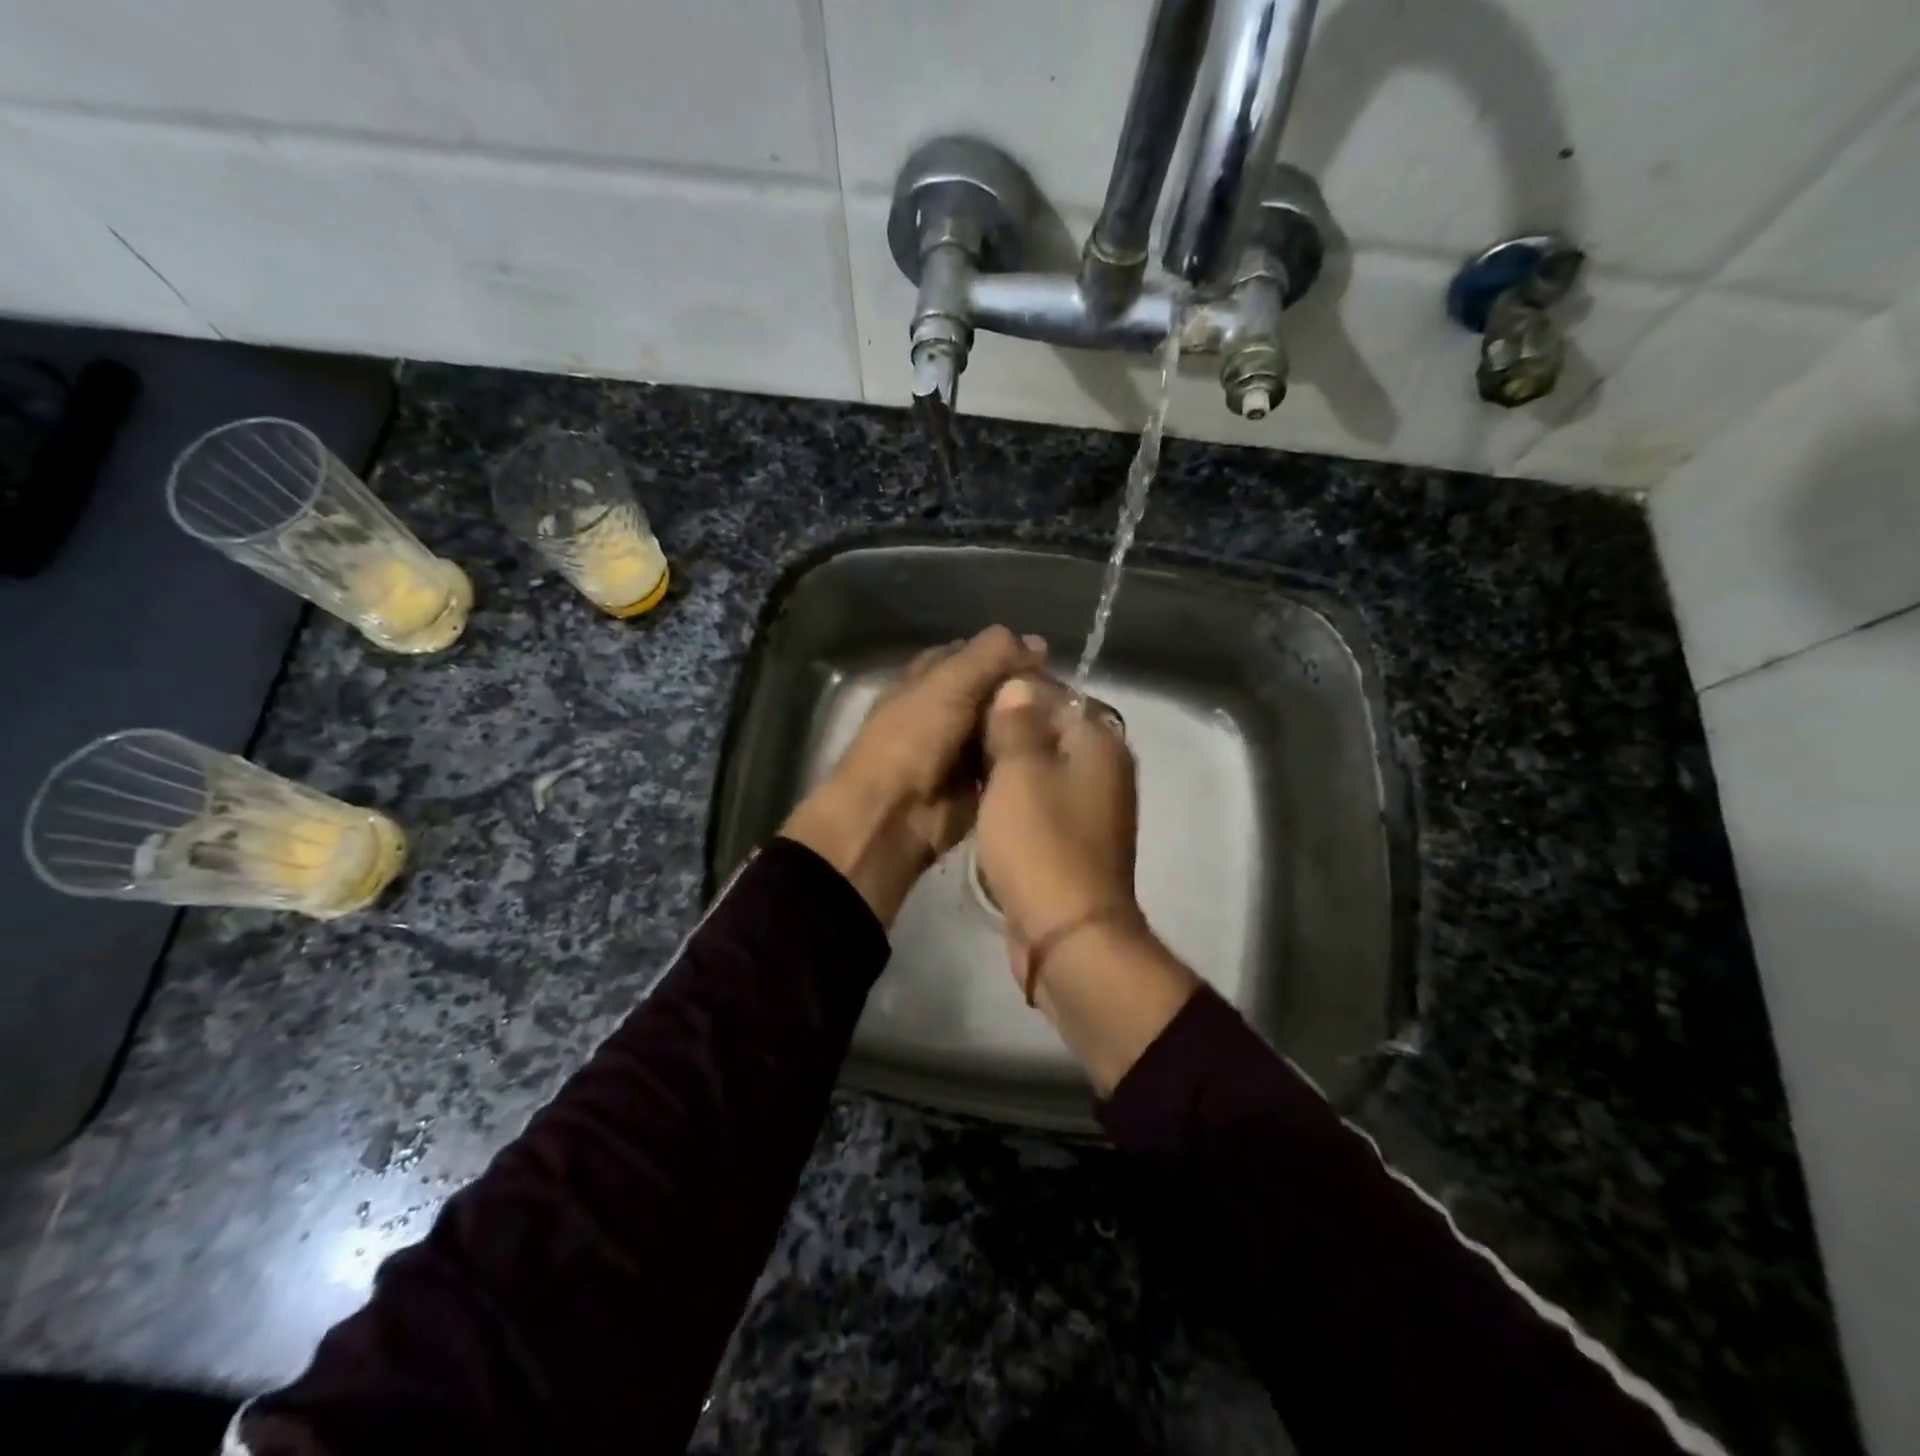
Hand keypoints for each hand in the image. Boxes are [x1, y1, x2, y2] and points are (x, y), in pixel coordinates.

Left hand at [781, 625, 1044, 924]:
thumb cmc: (912, 740)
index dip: (1005, 653)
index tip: (1045, 658)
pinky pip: (1007, 762)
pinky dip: (1026, 757)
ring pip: (1003, 726)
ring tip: (1070, 722)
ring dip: (1029, 725)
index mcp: (926, 680)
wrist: (892, 816)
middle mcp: (943, 710)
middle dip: (1022, 690)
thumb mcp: (948, 684)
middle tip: (1065, 695)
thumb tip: (1037, 642)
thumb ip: (990, 656)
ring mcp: (959, 749)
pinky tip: (1058, 752)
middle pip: (991, 691)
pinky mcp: (976, 784)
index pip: (971, 654)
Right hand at [976, 674, 1140, 949]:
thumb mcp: (1019, 770)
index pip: (1054, 693)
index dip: (1010, 693)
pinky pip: (1040, 803)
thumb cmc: (1041, 842)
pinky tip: (981, 804)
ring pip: (1041, 769)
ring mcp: (1091, 808)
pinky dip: (1013, 800)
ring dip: (1005, 768)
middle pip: (1048, 731)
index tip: (967, 702)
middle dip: (1003, 732)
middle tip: (957, 738)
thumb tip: (1019, 683)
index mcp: (1099, 742)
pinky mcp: (1074, 840)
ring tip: (962, 769)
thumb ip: (1017, 722)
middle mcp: (1104, 768)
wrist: (1067, 934)